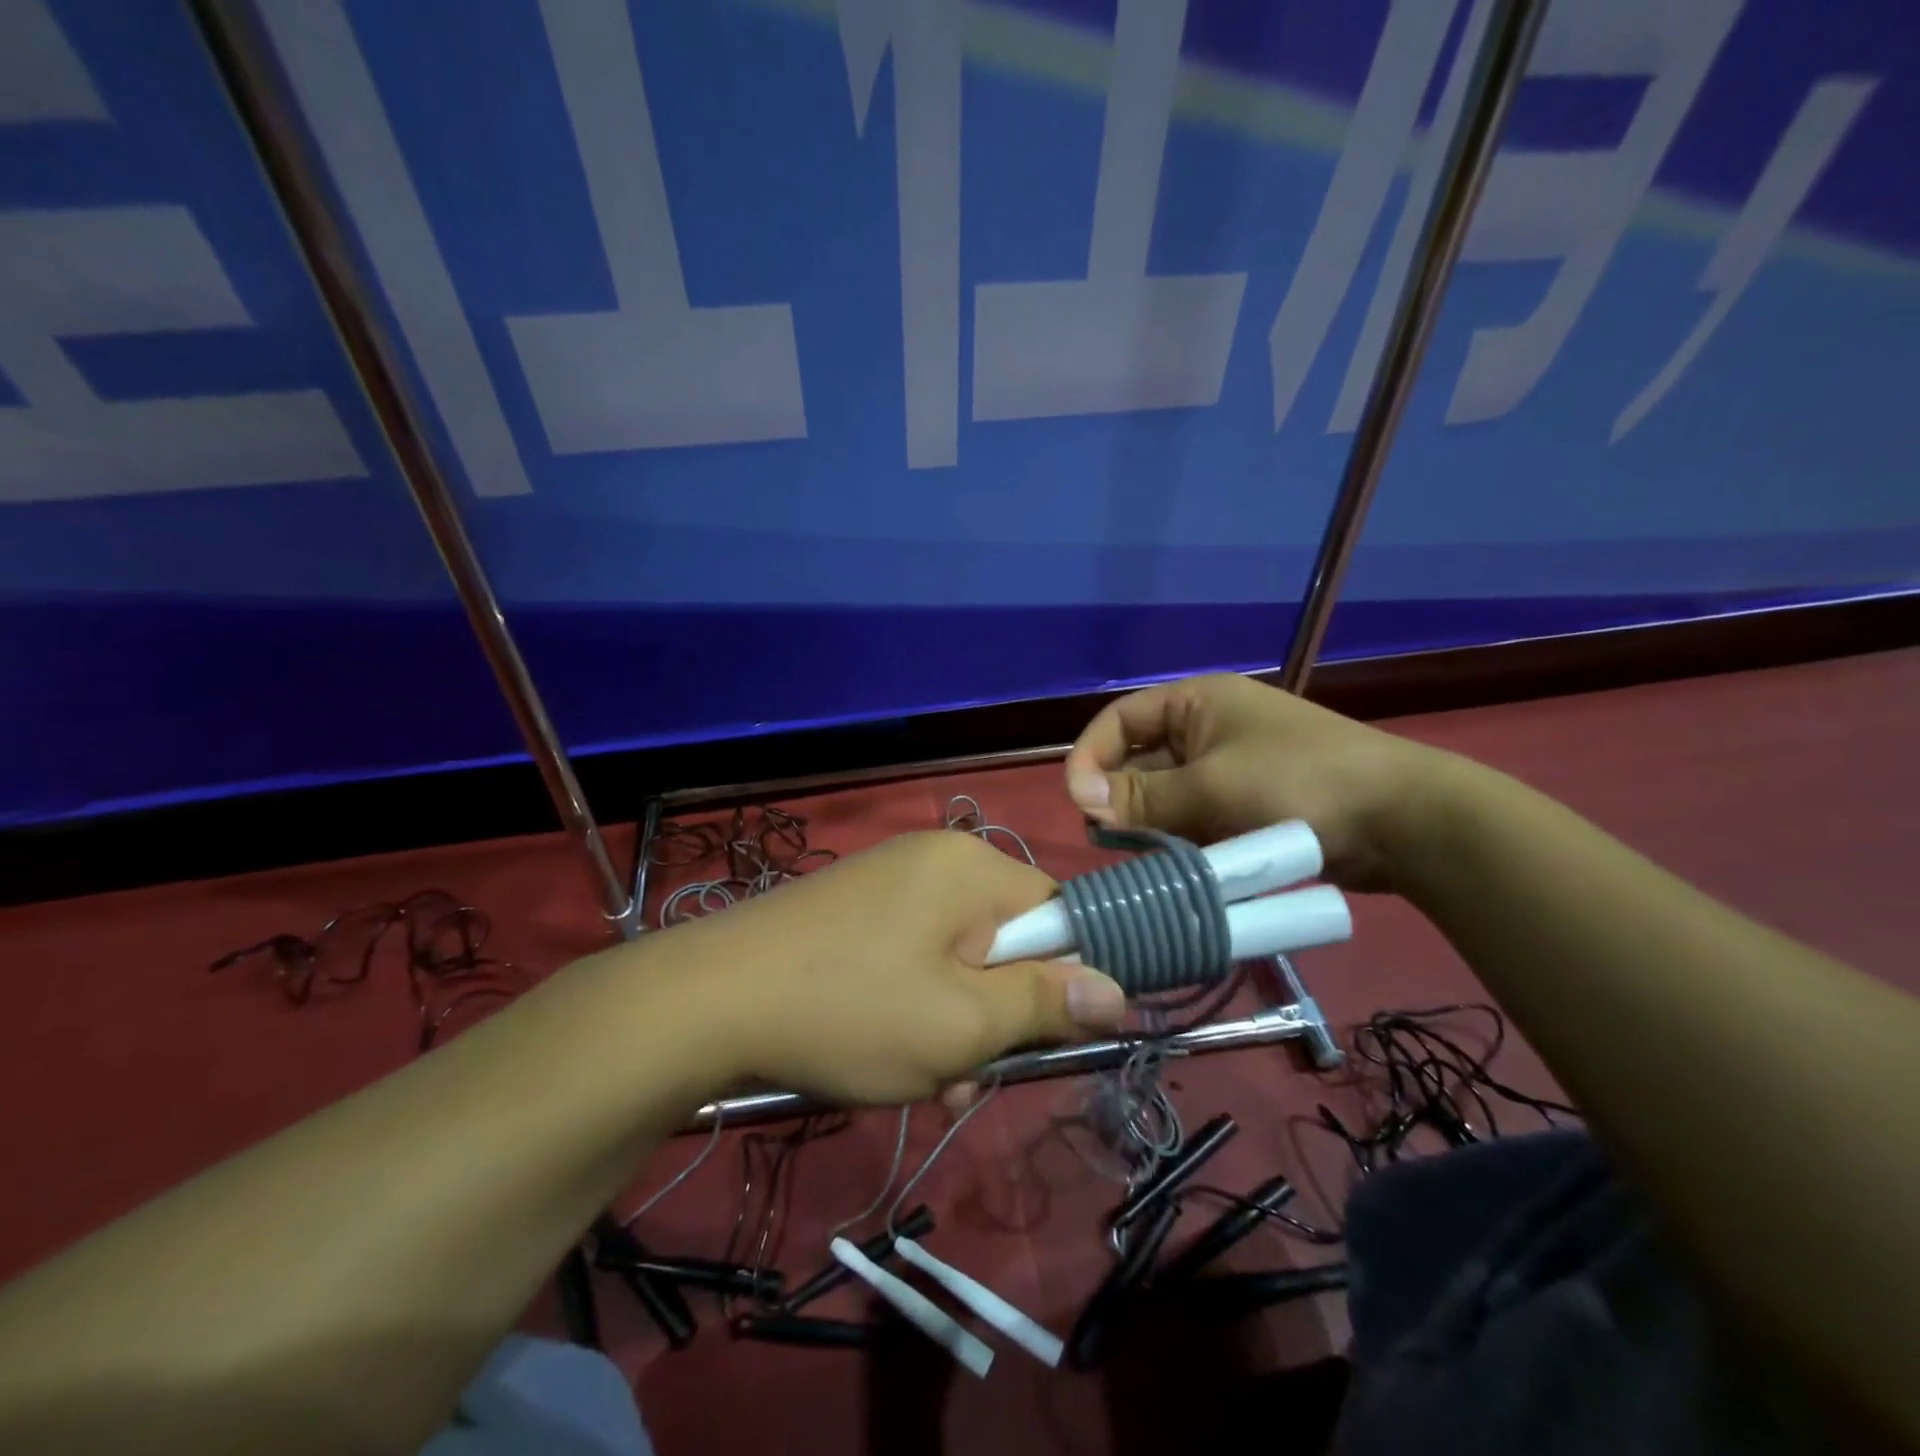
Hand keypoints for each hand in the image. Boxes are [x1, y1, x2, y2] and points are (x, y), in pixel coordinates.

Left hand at [672, 832, 1126, 1104]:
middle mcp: (933, 860)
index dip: (1058, 978)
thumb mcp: (963, 1023)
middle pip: (1003, 941)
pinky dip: (912, 1006)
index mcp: (970, 867)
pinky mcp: (853, 910)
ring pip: (955, 959)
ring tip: (923, 1079)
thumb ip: (1046, 1003)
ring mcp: (887, 882)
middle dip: (995, 1013)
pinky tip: (885, 1054)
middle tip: (967, 1073)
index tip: (1038, 1035)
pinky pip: (912, 957)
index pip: (1056, 913)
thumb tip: (1117, 991)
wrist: (708, 1001)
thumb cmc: (851, 1010)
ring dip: (953, 1024)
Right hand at [1063, 674, 1447, 891]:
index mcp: (1195, 703)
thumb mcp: (1211, 786)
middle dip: (1119, 797)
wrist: (1402, 821)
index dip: (1090, 755)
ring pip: (1163, 796)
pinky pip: (1192, 819)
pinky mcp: (1243, 806)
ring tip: (1141, 857)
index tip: (1077, 801)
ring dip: (1148, 824)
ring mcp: (1226, 770)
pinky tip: (1173, 865)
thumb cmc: (1299, 783)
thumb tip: (1081, 800)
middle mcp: (1205, 730)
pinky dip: (1177, 840)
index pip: (1120, 720)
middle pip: (1138, 761)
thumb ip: (1142, 796)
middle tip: (1109, 839)